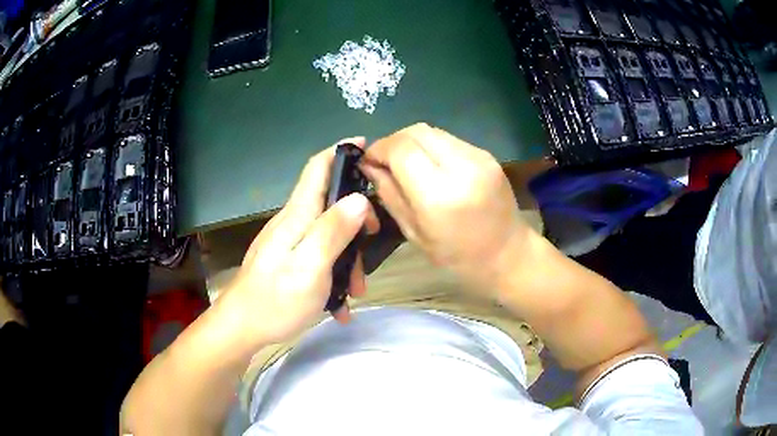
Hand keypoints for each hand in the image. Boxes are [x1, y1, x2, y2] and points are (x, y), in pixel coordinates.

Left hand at [214, 138, 379, 347]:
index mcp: (298, 216)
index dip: (341, 152)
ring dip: (349, 256)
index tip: (367, 147)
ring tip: (356, 290)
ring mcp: (291, 243)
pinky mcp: (290, 261)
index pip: (318, 167)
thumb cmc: (276, 300)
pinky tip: (340, 303)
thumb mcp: (310, 267)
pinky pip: (321, 257)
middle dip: (357, 219)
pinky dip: (335, 273)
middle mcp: (294, 223)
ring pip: (330, 234)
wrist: (242, 328)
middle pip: (331, 203)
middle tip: (372, 240)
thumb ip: (333, 231)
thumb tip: (359, 198)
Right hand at [360, 124, 536, 296]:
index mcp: (440, 195)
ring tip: (405, 164)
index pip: (401, 149)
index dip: (378, 149)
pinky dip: (431, 148)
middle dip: (393, 142)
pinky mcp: (487, 154)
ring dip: (412, 143)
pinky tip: (430, 166)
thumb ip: (389, 194)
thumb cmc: (458, 258)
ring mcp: (479, 157)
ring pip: (432, 132)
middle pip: (416, 132)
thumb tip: (368, 165)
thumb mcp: (414, 233)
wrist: (509, 255)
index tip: (367, 161)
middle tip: (383, 161)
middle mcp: (461, 167)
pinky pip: (449, 140)